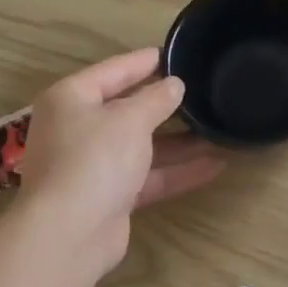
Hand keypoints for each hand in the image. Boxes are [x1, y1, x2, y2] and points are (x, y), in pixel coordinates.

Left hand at [18, 48, 223, 267]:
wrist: (70, 233)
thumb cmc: (94, 159)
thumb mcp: (130, 119)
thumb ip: (156, 99)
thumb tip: (174, 85)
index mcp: (71, 99)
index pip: (112, 71)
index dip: (143, 61)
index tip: (173, 53)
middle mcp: (77, 129)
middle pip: (126, 110)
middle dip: (164, 104)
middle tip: (200, 90)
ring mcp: (93, 166)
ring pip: (141, 147)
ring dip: (179, 142)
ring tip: (217, 129)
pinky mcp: (110, 197)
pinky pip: (148, 177)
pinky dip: (177, 171)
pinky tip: (215, 166)